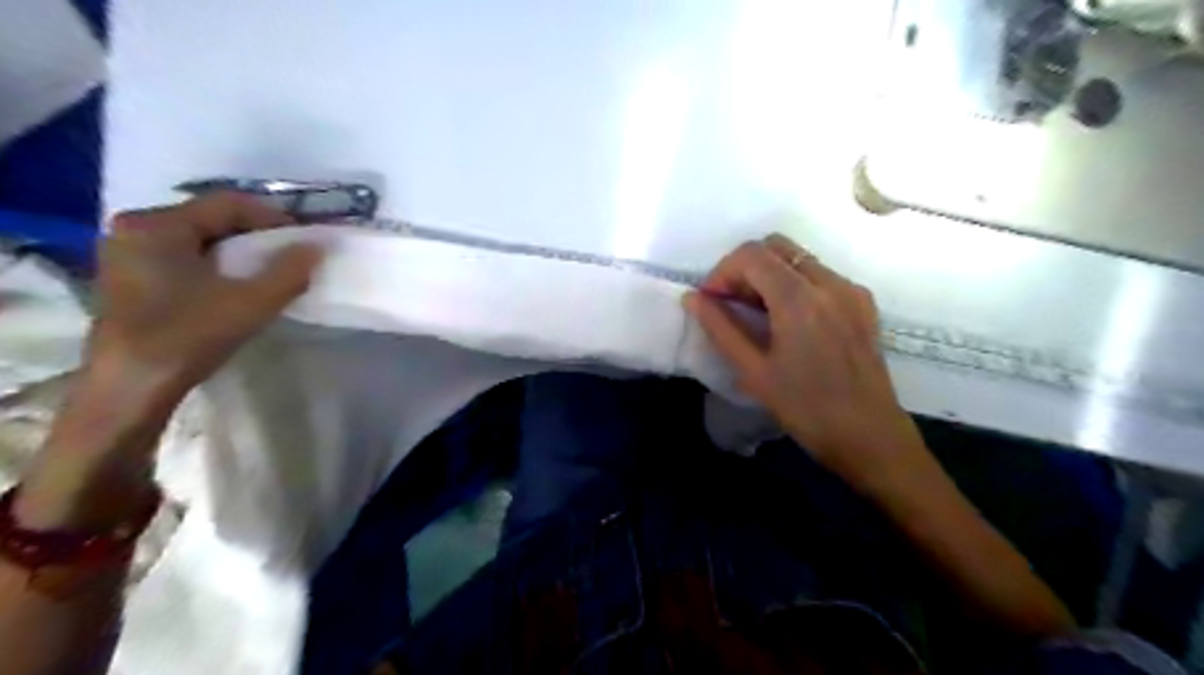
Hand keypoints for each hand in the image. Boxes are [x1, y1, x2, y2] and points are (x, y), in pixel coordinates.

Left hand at [89, 192, 321, 409]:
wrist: (131, 387)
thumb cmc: (188, 335)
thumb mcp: (251, 302)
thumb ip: (289, 270)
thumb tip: (318, 246)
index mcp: (157, 224)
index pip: (228, 204)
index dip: (274, 218)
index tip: (305, 241)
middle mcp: (135, 229)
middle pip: (211, 219)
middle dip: (256, 235)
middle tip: (290, 257)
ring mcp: (126, 254)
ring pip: (198, 239)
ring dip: (238, 252)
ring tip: (268, 273)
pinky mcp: (128, 278)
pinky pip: (183, 257)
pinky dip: (216, 265)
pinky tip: (235, 287)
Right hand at [682, 234, 922, 492]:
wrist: (869, 435)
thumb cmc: (805, 408)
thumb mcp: (753, 371)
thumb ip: (720, 328)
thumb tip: (693, 298)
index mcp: (799, 299)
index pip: (751, 255)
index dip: (722, 271)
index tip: (711, 301)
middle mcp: (829, 282)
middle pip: (776, 246)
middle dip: (744, 267)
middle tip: (730, 302)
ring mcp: (851, 290)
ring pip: (799, 258)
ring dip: (769, 273)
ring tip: (755, 312)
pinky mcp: (863, 302)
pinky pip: (820, 274)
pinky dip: (794, 283)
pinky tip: (787, 319)